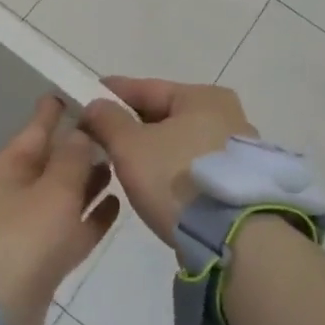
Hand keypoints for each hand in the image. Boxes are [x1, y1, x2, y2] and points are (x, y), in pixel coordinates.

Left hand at [0, 96, 120, 324]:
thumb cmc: (21, 242)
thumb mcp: (52, 192)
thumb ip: (73, 159)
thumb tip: (81, 132)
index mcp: (1, 170)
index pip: (33, 130)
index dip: (54, 112)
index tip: (72, 93)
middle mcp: (6, 195)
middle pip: (46, 164)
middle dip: (76, 149)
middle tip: (111, 133)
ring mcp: (17, 232)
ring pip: (57, 198)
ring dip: (85, 183)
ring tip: (118, 166)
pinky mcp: (32, 264)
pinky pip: (63, 230)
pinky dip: (86, 218)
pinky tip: (114, 206)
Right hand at [80, 77, 256, 246]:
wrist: (234, 236)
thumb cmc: (178, 178)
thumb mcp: (131, 146)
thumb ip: (108, 120)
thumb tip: (96, 105)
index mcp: (202, 96)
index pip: (146, 88)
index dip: (112, 93)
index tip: (86, 99)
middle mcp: (226, 114)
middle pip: (165, 113)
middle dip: (131, 123)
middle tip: (99, 134)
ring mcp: (236, 149)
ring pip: (179, 140)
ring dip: (152, 147)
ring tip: (122, 160)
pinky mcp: (238, 180)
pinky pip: (192, 163)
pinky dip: (170, 166)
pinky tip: (153, 180)